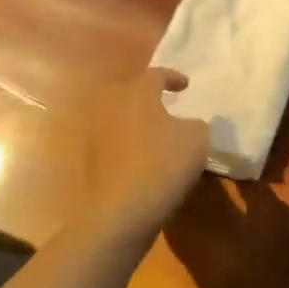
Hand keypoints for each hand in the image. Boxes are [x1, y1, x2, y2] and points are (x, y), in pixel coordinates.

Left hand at [72, 68, 210, 248]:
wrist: (120, 212)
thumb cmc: (163, 163)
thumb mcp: (197, 139)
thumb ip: (197, 124)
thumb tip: (189, 125)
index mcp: (138, 93)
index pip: (156, 75)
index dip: (173, 78)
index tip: (186, 86)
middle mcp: (112, 107)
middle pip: (132, 94)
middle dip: (149, 99)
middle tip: (168, 106)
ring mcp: (96, 135)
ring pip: (120, 120)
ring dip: (138, 124)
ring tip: (158, 135)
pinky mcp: (90, 163)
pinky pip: (115, 145)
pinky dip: (129, 147)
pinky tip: (146, 160)